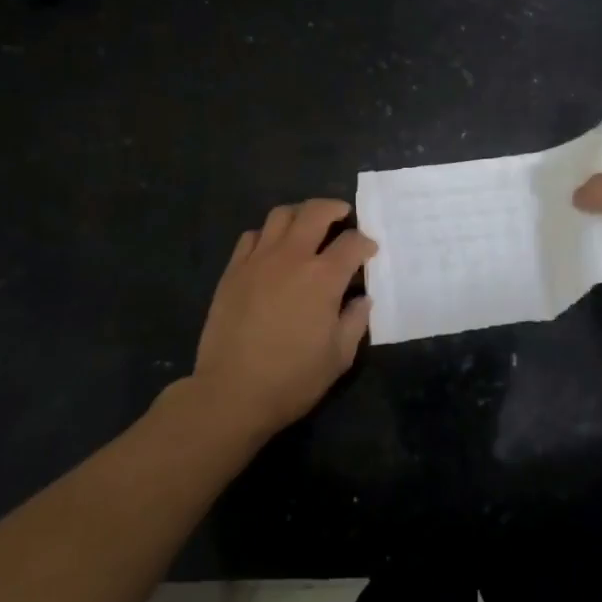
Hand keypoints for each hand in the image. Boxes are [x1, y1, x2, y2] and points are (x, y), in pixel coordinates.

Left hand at [191, 199, 375, 434]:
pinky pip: (252, 236)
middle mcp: (292, 257)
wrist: (231, 392)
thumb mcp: (339, 356)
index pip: (352, 242)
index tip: (369, 252)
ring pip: (280, 215)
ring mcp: (258, 260)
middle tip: (343, 217)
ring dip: (300, 215)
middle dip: (335, 209)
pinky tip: (273, 249)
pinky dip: (268, 234)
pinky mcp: (233, 271)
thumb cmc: (293, 378)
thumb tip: (362, 299)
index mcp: (323, 277)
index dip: (366, 243)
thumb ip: (355, 321)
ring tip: (307, 227)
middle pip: (315, 212)